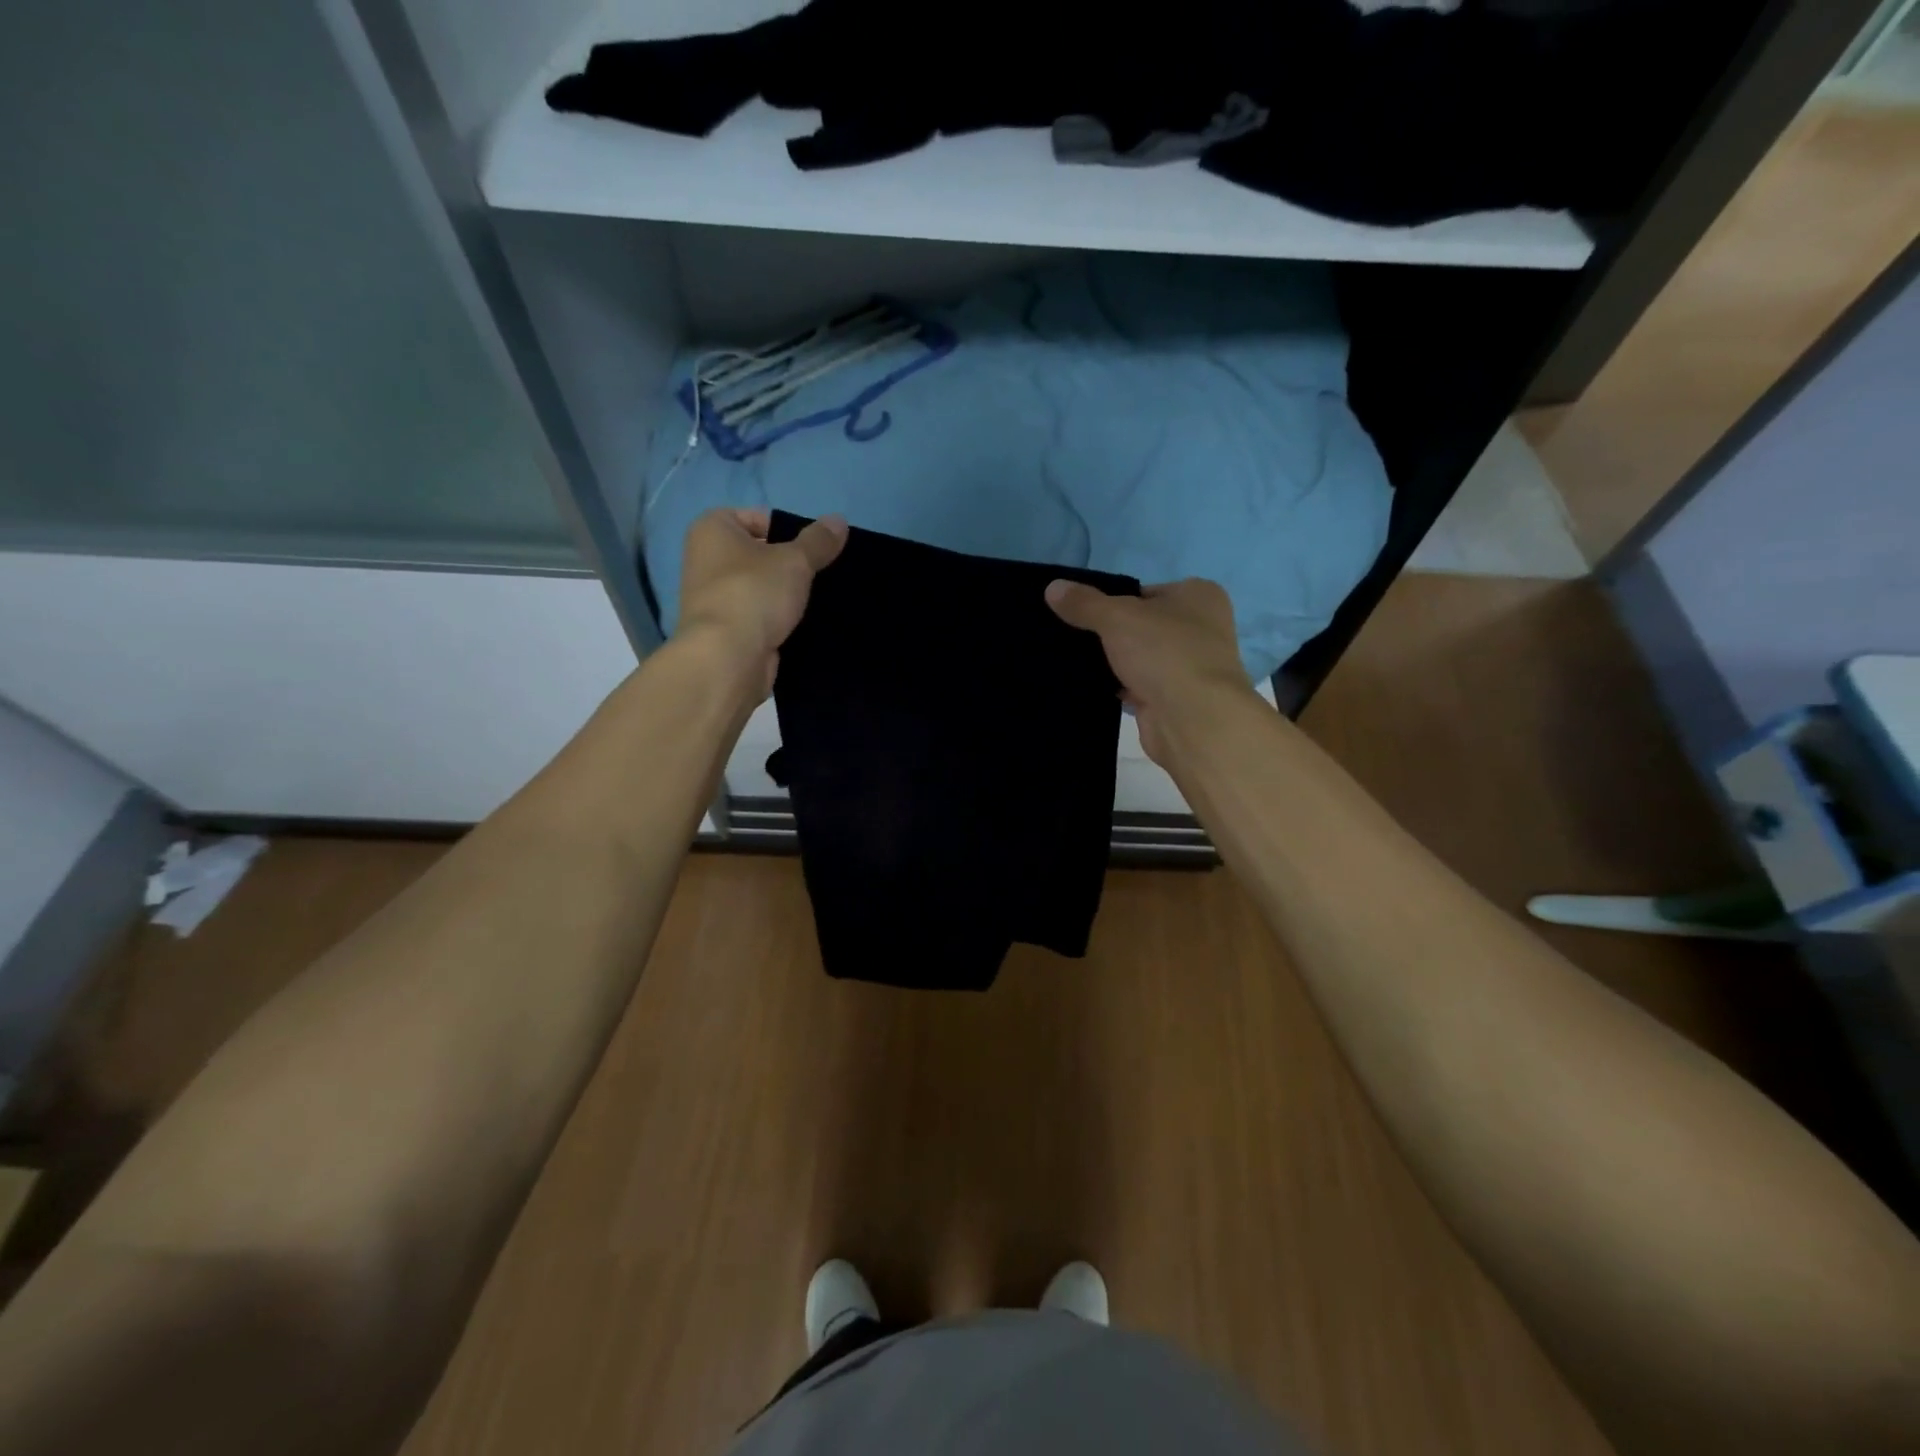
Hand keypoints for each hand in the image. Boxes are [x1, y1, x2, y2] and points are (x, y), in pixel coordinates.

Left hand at [677, 508, 847, 695]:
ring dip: (786, 594)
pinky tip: (805, 625)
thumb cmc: (754, 593)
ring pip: (762, 588)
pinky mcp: (726, 630)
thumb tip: (839, 520)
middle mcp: (705, 559)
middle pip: (760, 554)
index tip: (811, 550)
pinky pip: (759, 616)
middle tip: (821, 574)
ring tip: (819, 600)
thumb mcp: (795, 560)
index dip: (788, 530)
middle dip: (790, 564)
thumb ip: (819, 540)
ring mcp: (713, 598)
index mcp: (711, 529)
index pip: (757, 517)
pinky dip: (778, 620)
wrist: (727, 659)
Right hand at [1045, 577, 1259, 763]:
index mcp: (1199, 596)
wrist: (1193, 719)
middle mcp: (1200, 628)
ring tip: (1072, 661)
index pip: (1145, 592)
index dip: (1113, 601)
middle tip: (1071, 637)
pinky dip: (1118, 687)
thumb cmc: (1164, 652)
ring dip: (1114, 663)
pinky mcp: (1175, 698)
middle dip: (1110, 634)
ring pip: (1139, 657)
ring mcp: (1189, 666)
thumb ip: (1084, 602)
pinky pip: (1138, 686)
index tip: (1082, 613)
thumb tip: (1053, 587)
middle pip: (1142, 625)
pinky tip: (1088, 687)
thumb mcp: (1117, 617)